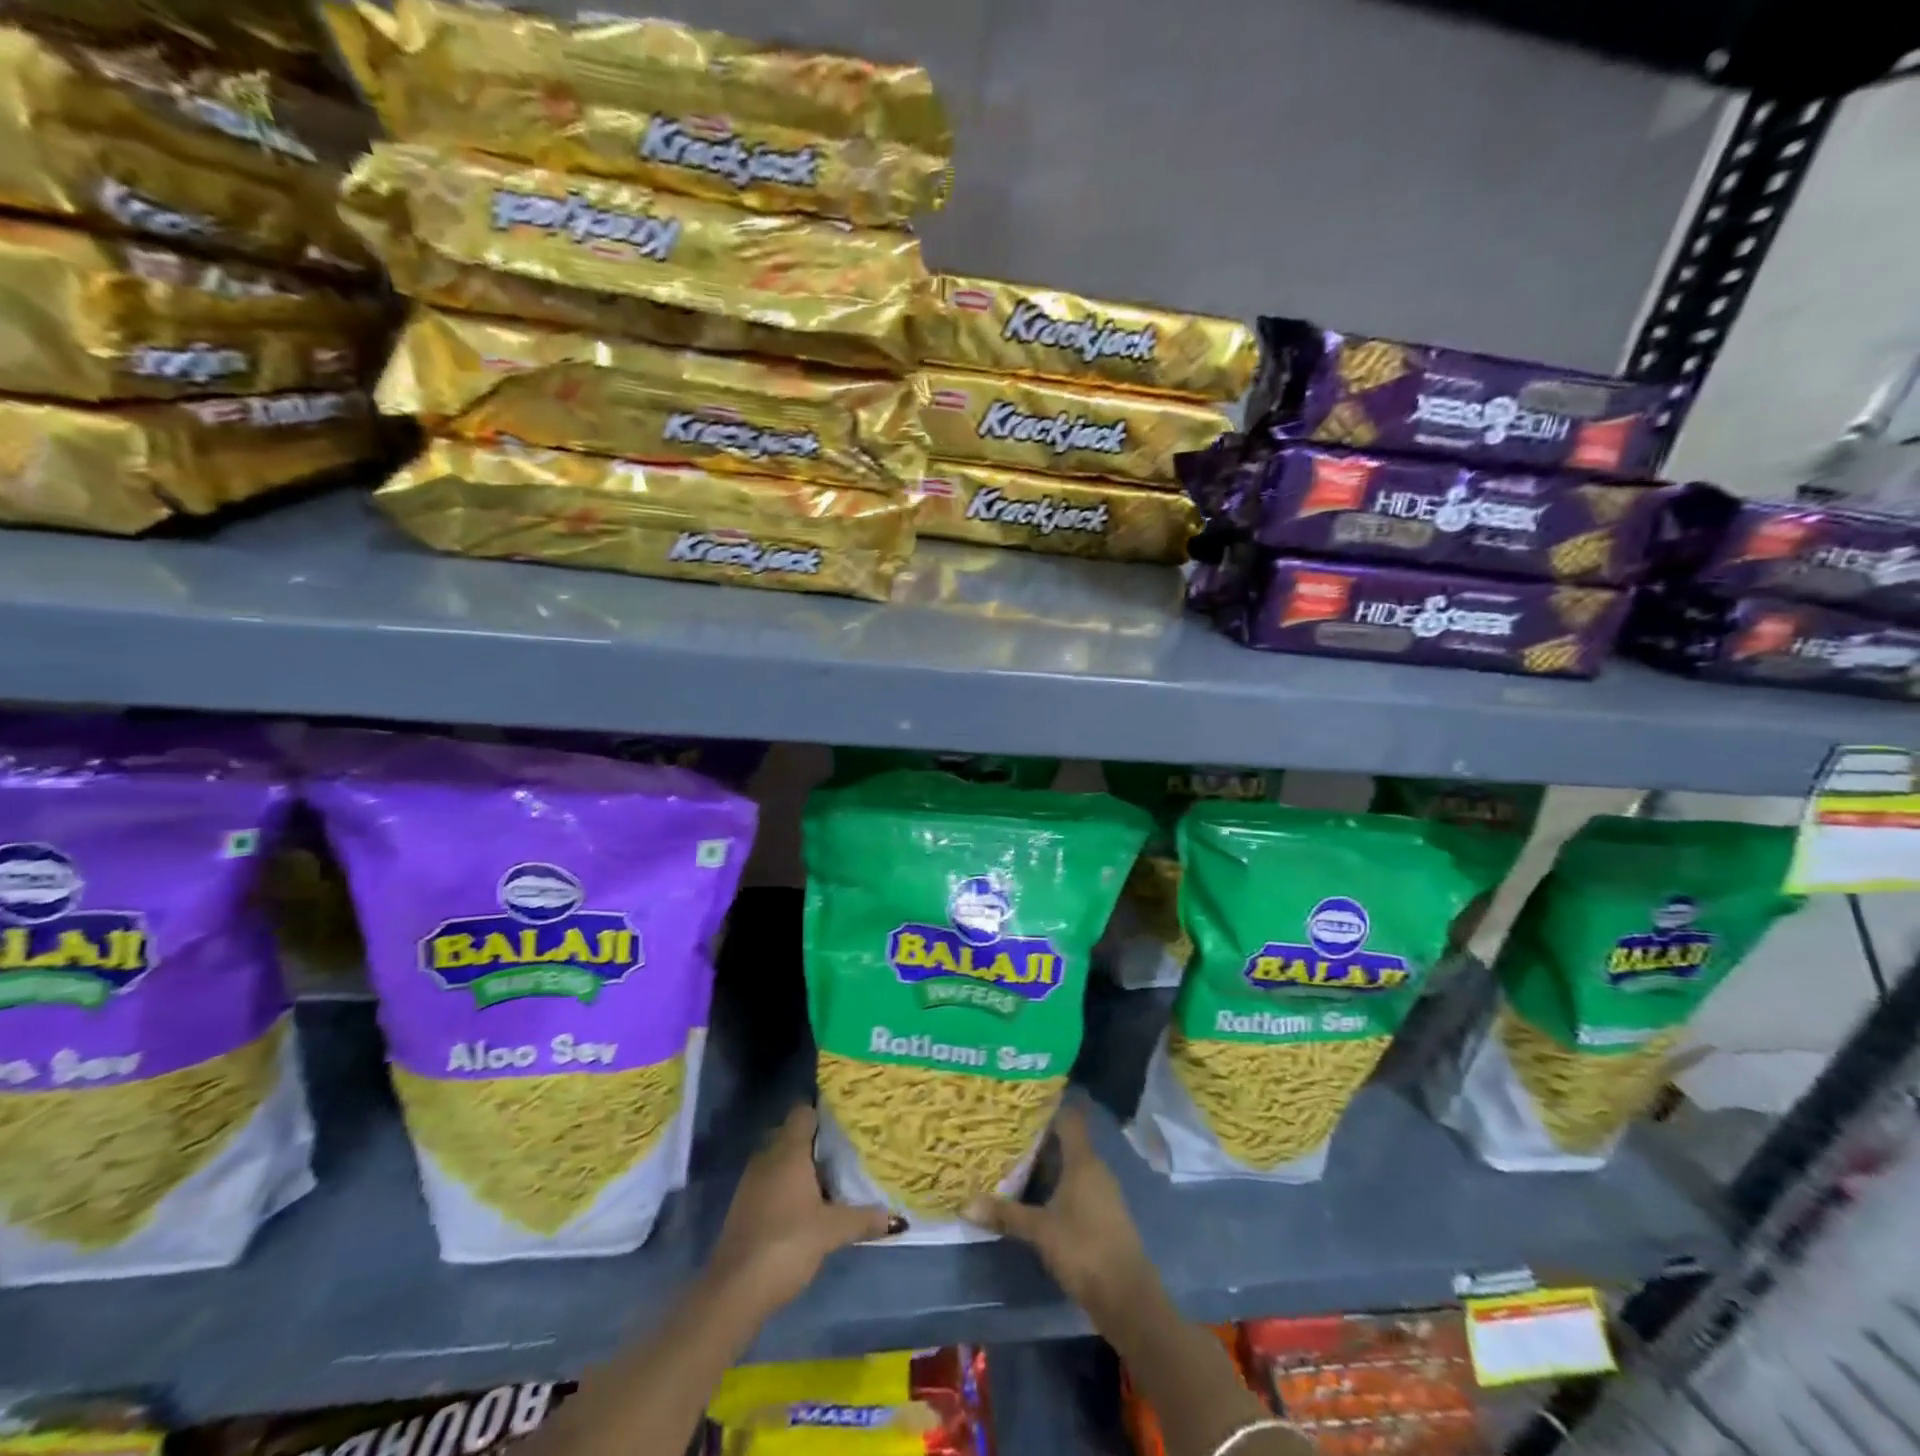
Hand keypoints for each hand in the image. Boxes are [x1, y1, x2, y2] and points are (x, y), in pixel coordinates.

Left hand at [706, 1103, 894, 1316]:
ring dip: (804, 1168)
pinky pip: (773, 1182)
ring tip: (834, 1180)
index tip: (848, 1122)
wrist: (734, 1291)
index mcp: (787, 1151)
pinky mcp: (746, 1206)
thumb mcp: (831, 1231)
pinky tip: (810, 1207)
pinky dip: (790, 1187)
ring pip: (782, 1160)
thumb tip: (896, 1218)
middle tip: (848, 1152)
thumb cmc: (786, 1243)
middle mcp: (767, 1157)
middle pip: (794, 1135)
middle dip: (818, 1143)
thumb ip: (863, 1219)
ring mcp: (753, 1182)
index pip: (804, 1112)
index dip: (824, 1113)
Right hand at [965, 1101, 1159, 1321]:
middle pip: (1067, 1142)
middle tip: (1006, 1133)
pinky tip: (1036, 1195)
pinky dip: (1057, 1185)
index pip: (1068, 1118)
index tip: (1021, 1101)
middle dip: (1038, 1138)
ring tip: (1014, 1161)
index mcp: (1083, 1161)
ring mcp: (1102, 1192)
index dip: (1047, 1107)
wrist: (1128, 1297)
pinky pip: (1077, 1187)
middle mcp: (1095, 1169)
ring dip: (1047, 1164)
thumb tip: (966, 1204)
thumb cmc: (1084, 1249)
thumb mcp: (1040, 1231)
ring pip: (1071, 1166)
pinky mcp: (1103, 1214)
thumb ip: (1006, 1215)